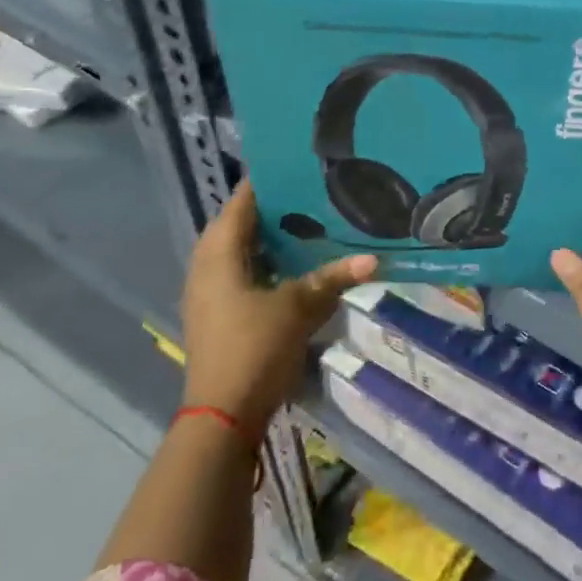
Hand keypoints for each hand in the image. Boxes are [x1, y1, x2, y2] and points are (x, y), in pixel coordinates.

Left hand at [180, 180, 376, 432]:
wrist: (223, 415)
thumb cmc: (254, 348)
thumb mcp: (298, 308)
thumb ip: (333, 278)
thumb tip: (374, 259)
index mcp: (218, 255)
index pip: (241, 203)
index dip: (266, 182)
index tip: (298, 165)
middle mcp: (207, 268)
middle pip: (240, 226)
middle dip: (274, 210)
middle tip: (314, 193)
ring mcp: (210, 294)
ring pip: (243, 252)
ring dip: (272, 239)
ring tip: (311, 222)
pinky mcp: (220, 315)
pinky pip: (244, 274)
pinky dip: (269, 264)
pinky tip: (298, 265)